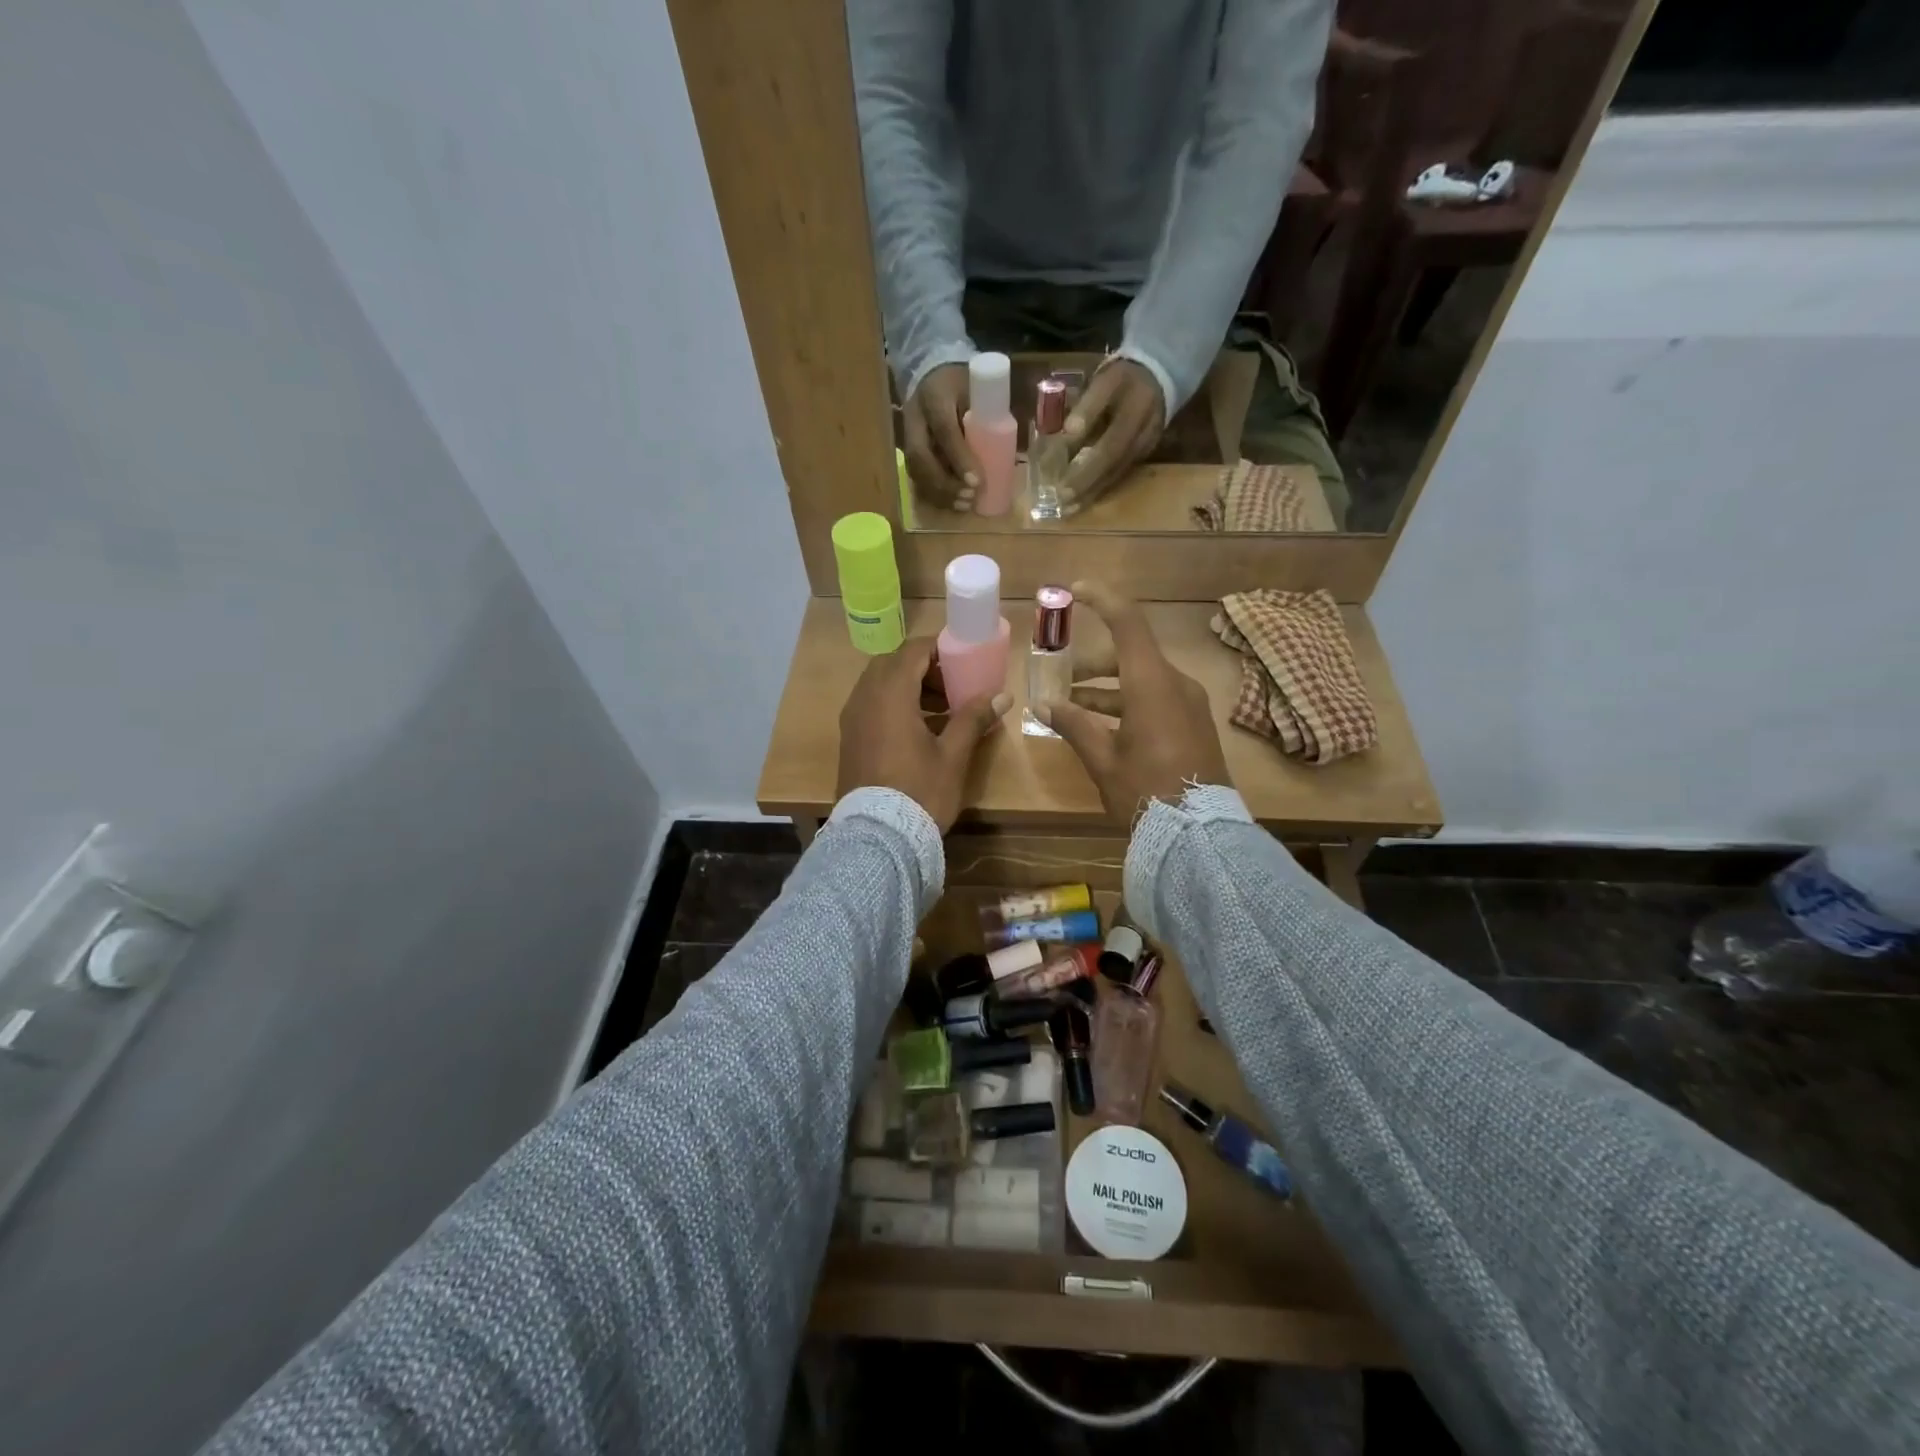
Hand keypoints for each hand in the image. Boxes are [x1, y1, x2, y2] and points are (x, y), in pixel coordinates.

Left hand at [838, 636, 1011, 832]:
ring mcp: (852, 720)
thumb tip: (1002, 695)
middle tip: (953, 685)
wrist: (877, 837)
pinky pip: (871, 706)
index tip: (964, 657)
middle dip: (924, 668)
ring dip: (909, 687)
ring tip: (943, 710)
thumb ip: (974, 719)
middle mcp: (864, 699)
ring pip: (879, 686)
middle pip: (893, 665)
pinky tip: (920, 730)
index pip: (913, 651)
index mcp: (890, 694)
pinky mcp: (849, 739)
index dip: (939, 648)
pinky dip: (894, 706)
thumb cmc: (919, 791)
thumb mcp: (953, 755)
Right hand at [903, 363, 981, 510]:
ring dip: (940, 493)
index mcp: (934, 397)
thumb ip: (989, 415)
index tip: (977, 481)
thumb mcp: (977, 389)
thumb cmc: (962, 383)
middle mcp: (914, 418)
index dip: (959, 458)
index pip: (944, 430)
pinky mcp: (908, 451)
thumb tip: (1011, 452)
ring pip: (916, 471)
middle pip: (922, 457)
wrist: (932, 376)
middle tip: (970, 497)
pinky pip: (916, 478)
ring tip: (964, 506)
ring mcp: (907, 436)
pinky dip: (934, 495)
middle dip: (946, 483)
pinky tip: (952, 505)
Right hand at [1039, 581, 1231, 819]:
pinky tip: (1103, 725)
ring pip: (1143, 679)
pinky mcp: (1194, 724)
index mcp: (1152, 684)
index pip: (1128, 623)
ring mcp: (1189, 705)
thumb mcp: (1102, 759)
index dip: (1102, 600)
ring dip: (1107, 688)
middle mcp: (1175, 685)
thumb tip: (1044, 704)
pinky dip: (1127, 702)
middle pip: (1131, 655)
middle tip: (1061, 676)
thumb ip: (1073, 725)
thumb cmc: (1145, 791)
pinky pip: (1157, 698)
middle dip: (1093, 663)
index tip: (1076, 590)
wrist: (1200, 834)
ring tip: (1072, 705)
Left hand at [1059, 360, 1165, 517]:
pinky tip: (1084, 497)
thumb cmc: (1124, 378)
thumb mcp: (1105, 382)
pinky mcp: (1143, 454)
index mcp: (1134, 413)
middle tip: (1060, 502)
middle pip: (1111, 466)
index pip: (1108, 447)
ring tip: (1069, 507)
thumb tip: (1069, 433)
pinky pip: (1120, 474)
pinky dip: (1101, 487)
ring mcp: (1145, 447)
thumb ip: (1088, 407)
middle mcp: (1142, 436)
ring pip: (1116, 474)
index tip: (1060, 484)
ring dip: (1092, 492)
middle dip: (1085, 485)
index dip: (1084, 468)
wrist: (1161, 374)